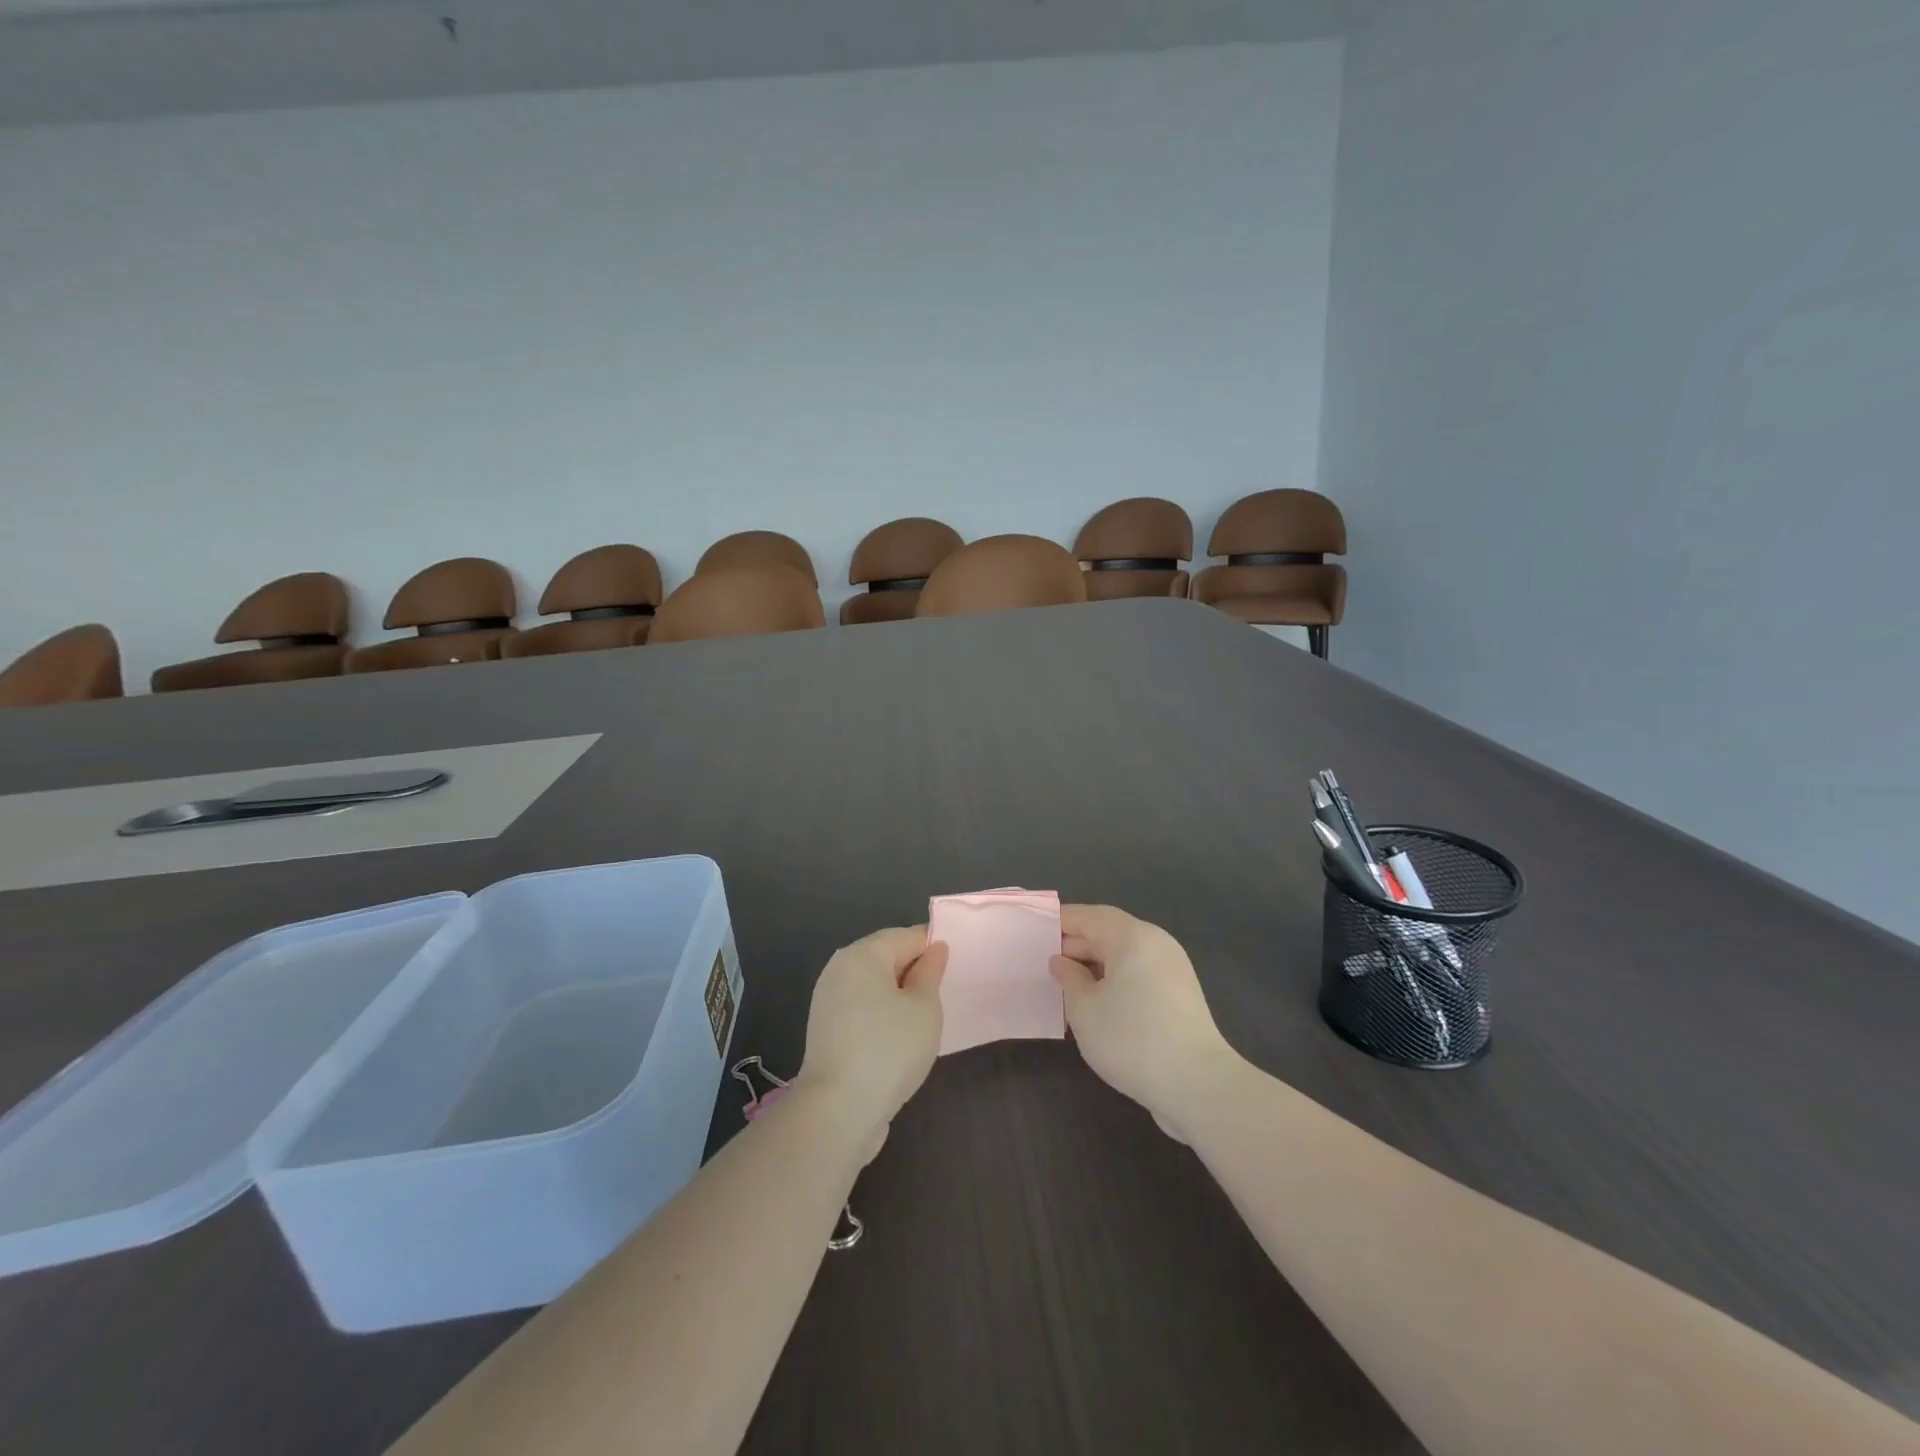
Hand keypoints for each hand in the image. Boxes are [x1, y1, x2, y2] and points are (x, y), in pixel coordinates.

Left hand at [798, 926, 947, 1158]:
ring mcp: (828, 1001)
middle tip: (944, 997)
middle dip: (915, 973)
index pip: (906, 936)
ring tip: (925, 1021)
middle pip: (887, 958)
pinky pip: (862, 1010)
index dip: (933, 949)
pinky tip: (900, 1040)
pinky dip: (882, 1017)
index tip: (955, 971)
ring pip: (874, 987)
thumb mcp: (924, 1008)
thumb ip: (931, 973)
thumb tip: (933, 949)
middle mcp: (839, 969)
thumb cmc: (889, 1050)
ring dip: (899, 998)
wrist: (837, 1112)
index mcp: (861, 955)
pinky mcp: (826, 1031)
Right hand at [1050, 905, 1240, 1141]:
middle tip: (1042, 966)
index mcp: (1133, 936)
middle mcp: (1156, 944)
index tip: (1032, 933)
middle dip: (1075, 948)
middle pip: (1108, 934)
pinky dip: (1114, 983)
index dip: (1060, 922)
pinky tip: (1094, 1007)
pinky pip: (1137, 977)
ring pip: (1123, 958)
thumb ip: (1068, 978)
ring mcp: (1172, 970)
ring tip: (1064, 989)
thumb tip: (1062, 962)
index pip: (1089, 916)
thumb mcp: (1084, 1008)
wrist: (1197, 1086)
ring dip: (1093, 969)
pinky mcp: (1179, 996)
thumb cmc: (1132, 1038)